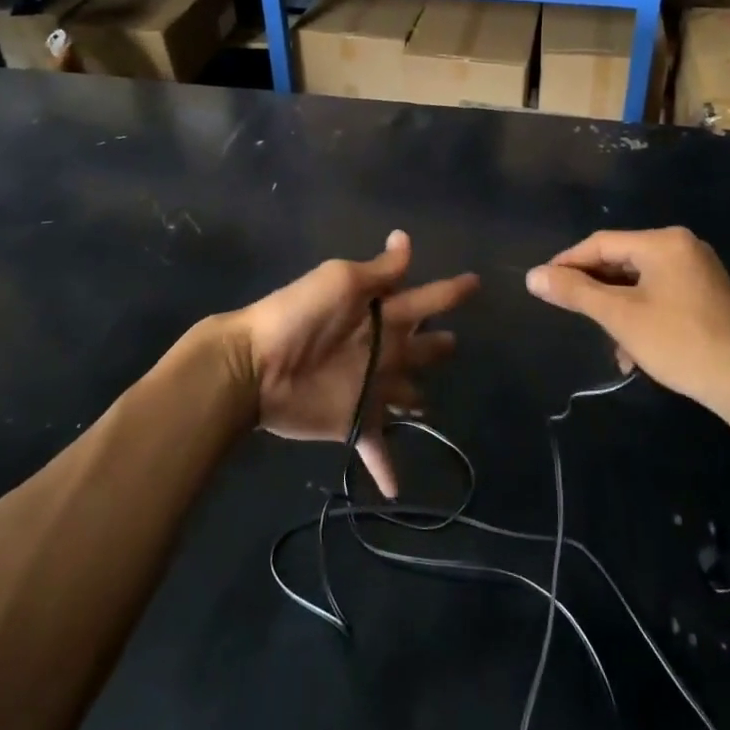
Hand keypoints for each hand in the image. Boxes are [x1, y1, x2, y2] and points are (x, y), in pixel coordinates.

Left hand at [228, 231, 477, 497]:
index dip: (450, 292)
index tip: (476, 283)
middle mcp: (382, 347)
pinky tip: (398, 491)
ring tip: (431, 408)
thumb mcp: (341, 280)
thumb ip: (380, 270)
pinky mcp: (354, 421)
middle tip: (453, 345)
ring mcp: (370, 387)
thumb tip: (405, 238)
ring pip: (406, 394)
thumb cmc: (299, 315)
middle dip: (436, 346)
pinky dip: (388, 467)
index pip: (425, 299)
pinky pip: (376, 446)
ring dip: (417, 400)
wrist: (254, 364)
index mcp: (381, 312)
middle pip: (419, 346)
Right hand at [525, 227, 729, 417]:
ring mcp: (700, 273)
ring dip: (618, 311)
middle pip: (622, 262)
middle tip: (570, 312)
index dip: (568, 263)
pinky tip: (635, 353)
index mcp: (663, 242)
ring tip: (608, 344)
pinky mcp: (709, 298)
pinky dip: (642, 318)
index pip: (601, 243)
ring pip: (640, 284)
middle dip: (596, 291)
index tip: (542, 285)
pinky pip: (661, 297)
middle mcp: (683, 248)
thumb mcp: (620, 316)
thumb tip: (532, 276)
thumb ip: (575, 292)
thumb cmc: (680, 342)